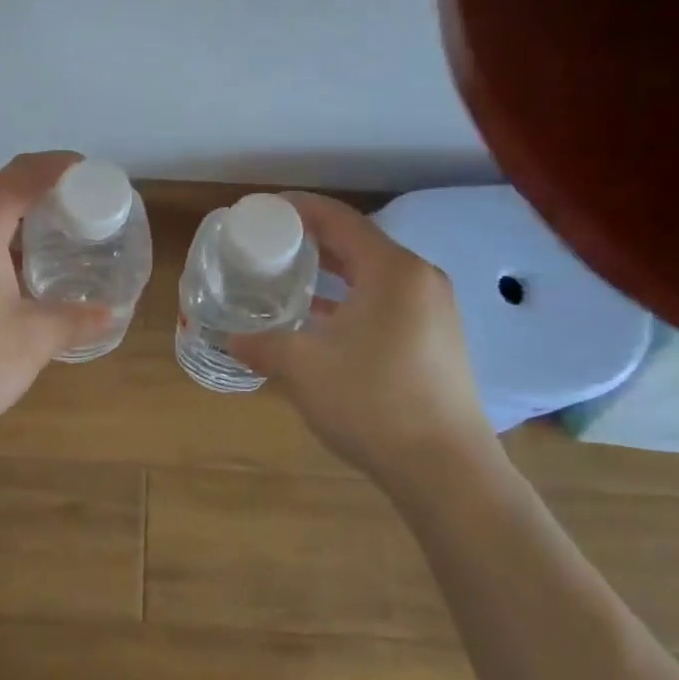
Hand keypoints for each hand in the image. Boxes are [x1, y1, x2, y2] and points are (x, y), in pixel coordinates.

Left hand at [0, 152, 112, 448]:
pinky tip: (0, 279)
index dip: (61, 168)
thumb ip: (74, 320)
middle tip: (77, 214)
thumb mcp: (30, 342)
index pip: (26, 173)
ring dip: (11, 220)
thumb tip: (110, 314)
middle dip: (40, 194)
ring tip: (45, 245)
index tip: (93, 175)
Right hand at [227, 193, 488, 480]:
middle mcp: (418, 279)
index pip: (338, 219)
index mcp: (391, 270)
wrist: (447, 471)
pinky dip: (351, 299)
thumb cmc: (373, 403)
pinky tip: (321, 320)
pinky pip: (386, 301)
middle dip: (310, 240)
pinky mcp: (437, 339)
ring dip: (331, 272)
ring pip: (372, 274)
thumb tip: (231, 339)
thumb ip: (262, 344)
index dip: (297, 208)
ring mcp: (434, 310)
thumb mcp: (303, 368)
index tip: (262, 211)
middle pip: (356, 243)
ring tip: (288, 277)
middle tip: (268, 244)